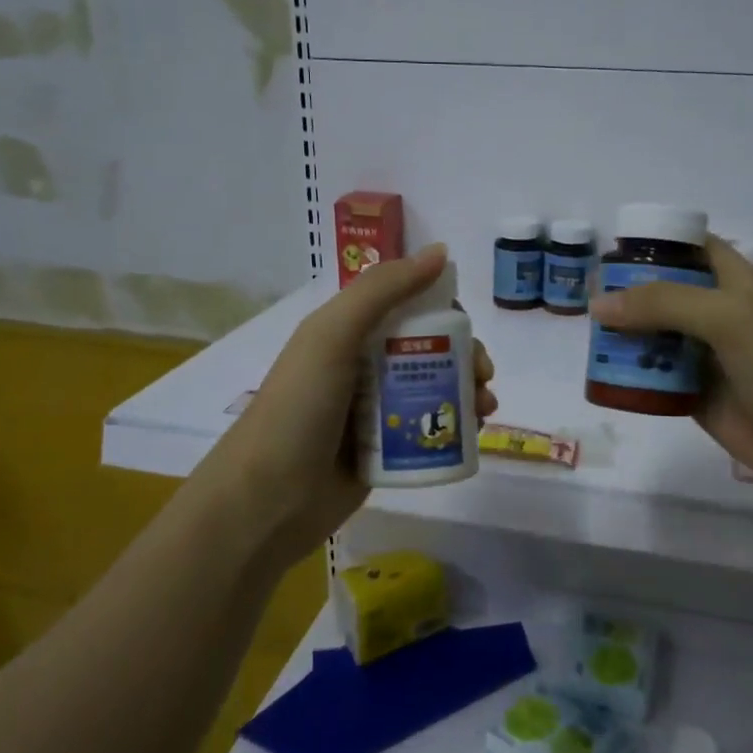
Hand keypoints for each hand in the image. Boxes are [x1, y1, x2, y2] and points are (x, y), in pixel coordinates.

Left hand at [197, 244, 495, 564]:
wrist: (267, 499)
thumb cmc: (298, 407)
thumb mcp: (333, 335)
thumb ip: (383, 290)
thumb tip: (441, 252)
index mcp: (347, 332)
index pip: (408, 307)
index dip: (444, 311)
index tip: (468, 329)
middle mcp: (363, 367)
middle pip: (430, 349)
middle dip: (465, 357)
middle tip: (482, 376)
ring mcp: (375, 411)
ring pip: (435, 389)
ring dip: (467, 391)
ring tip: (485, 409)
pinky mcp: (386, 451)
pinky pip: (429, 429)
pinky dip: (456, 426)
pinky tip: (475, 433)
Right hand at [588, 236, 752, 508]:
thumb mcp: (727, 316)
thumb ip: (663, 304)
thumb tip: (599, 305)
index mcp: (731, 281)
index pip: (689, 248)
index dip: (655, 244)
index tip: (611, 251)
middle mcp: (714, 313)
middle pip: (661, 294)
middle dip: (626, 295)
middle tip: (586, 299)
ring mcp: (703, 356)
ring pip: (653, 337)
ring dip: (623, 336)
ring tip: (586, 338)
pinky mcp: (693, 395)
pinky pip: (654, 379)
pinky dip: (630, 376)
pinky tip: (602, 376)